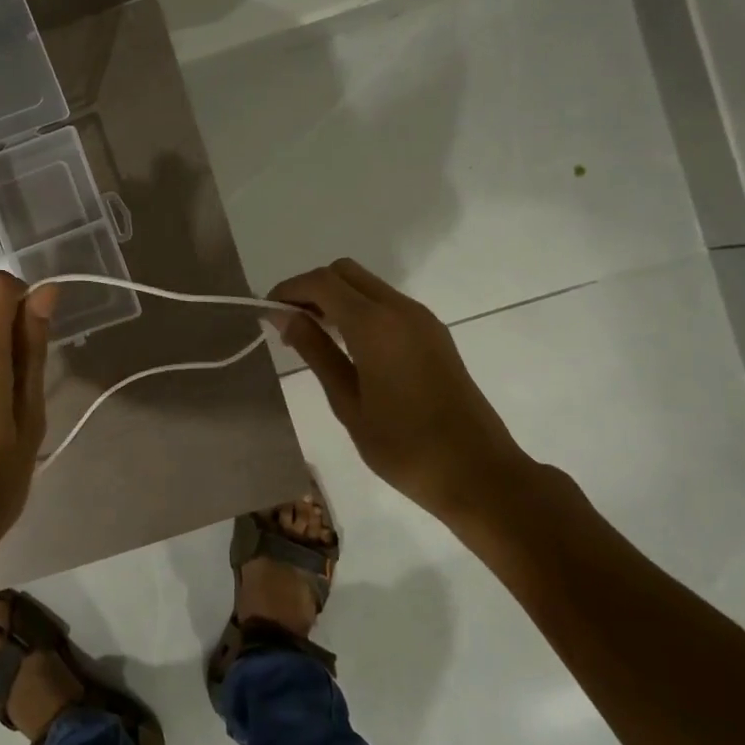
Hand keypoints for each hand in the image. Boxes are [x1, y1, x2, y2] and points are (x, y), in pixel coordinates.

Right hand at [269, 259, 537, 529]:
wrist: (478, 472)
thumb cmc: (403, 446)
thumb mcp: (347, 402)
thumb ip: (315, 352)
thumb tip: (285, 316)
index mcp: (375, 325)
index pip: (321, 282)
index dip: (289, 290)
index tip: (266, 313)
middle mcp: (400, 309)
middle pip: (345, 272)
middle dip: (311, 288)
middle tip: (289, 324)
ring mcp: (422, 319)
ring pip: (367, 285)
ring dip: (335, 298)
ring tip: (312, 337)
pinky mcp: (434, 334)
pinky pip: (386, 303)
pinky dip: (358, 310)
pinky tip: (346, 346)